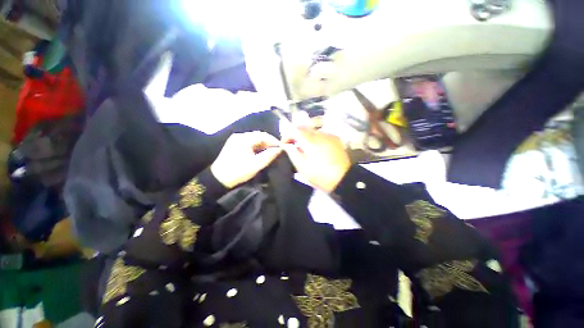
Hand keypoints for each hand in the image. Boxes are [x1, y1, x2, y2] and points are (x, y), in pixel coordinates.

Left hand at [211, 132, 281, 188]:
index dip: (274, 141)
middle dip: (269, 142)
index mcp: (244, 139)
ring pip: (254, 139)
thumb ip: (269, 156)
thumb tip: (279, 149)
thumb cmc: (238, 171)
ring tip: (270, 152)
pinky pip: (249, 142)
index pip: (263, 135)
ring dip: (263, 144)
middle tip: (276, 150)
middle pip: (258, 136)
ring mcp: (235, 139)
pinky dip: (256, 146)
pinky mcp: (234, 144)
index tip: (281, 148)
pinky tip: (260, 152)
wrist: (218, 179)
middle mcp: (240, 136)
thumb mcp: (256, 165)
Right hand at [282, 127, 350, 192]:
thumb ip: (292, 153)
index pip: (294, 130)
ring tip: (304, 147)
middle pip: (304, 127)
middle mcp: (319, 134)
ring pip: (313, 130)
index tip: (284, 144)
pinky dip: (315, 138)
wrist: (343, 179)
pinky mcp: (336, 139)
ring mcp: (329, 135)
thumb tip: (286, 144)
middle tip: (292, 145)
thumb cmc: (320, 175)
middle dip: (296, 134)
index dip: (287, 135)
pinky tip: (316, 148)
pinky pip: (321, 134)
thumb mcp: (302, 167)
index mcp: (310, 141)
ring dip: (305, 136)